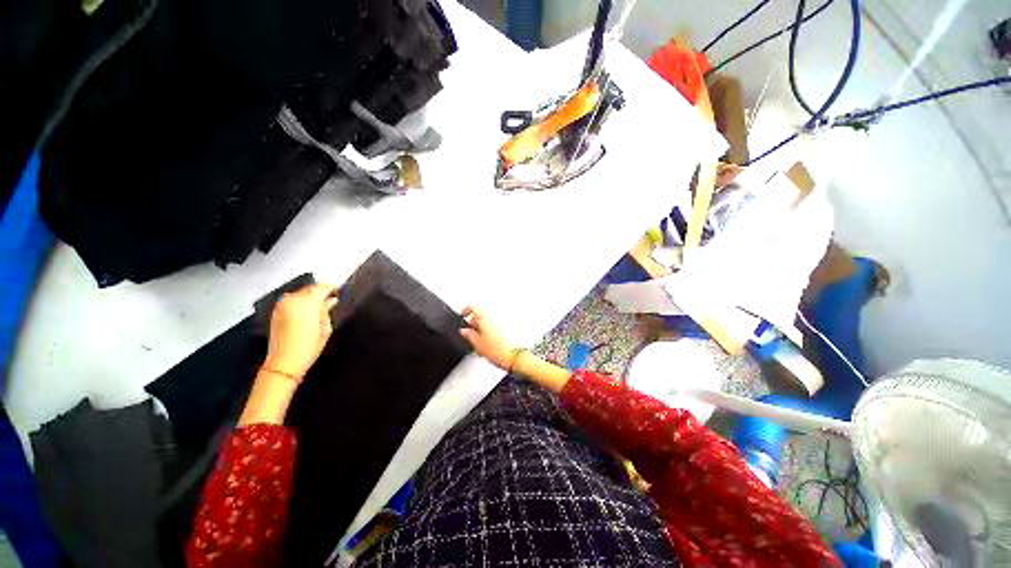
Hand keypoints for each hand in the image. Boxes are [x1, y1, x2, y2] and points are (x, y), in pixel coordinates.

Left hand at [263, 283, 338, 380]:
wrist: (284, 363)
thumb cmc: (309, 347)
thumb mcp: (325, 329)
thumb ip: (326, 310)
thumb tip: (331, 300)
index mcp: (307, 304)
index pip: (322, 288)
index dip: (332, 287)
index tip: (340, 289)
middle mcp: (292, 301)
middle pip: (310, 288)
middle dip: (321, 290)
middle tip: (332, 296)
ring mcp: (282, 305)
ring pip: (300, 293)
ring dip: (311, 295)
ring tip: (321, 302)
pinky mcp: (276, 312)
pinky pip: (292, 300)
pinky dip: (301, 300)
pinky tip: (308, 309)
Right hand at [459, 306, 516, 370]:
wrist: (516, 357)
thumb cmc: (500, 351)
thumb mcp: (478, 344)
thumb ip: (469, 335)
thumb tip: (465, 331)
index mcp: (485, 316)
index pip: (472, 306)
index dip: (465, 311)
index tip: (464, 316)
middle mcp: (495, 315)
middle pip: (481, 312)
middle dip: (475, 321)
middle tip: (471, 331)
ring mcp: (504, 319)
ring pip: (490, 318)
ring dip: (484, 325)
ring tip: (481, 338)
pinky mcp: (511, 325)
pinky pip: (498, 323)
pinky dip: (493, 328)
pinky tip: (491, 339)